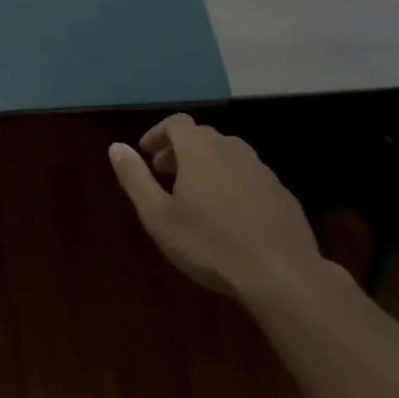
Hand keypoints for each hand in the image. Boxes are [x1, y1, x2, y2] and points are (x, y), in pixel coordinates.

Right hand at [108, 115, 319, 301]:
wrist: (281, 274)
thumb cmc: (209, 244)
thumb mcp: (158, 216)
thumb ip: (135, 178)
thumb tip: (116, 147)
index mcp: (200, 150)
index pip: (177, 123)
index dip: (158, 134)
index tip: (146, 155)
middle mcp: (232, 149)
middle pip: (202, 137)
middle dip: (179, 150)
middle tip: (164, 176)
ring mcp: (261, 170)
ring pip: (227, 155)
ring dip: (206, 165)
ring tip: (194, 196)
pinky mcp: (281, 192)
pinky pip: (248, 175)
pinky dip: (231, 182)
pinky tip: (228, 215)